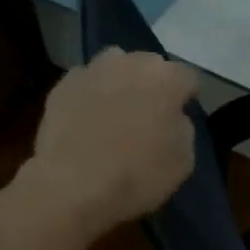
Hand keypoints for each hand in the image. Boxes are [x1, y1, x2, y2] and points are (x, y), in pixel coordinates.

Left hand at [27, 48, 198, 233]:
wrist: (73, 186)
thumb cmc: (138, 175)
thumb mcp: (184, 161)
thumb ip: (183, 128)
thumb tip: (172, 117)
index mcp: (166, 78)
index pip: (188, 78)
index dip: (187, 98)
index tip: (182, 116)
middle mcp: (129, 62)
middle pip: (149, 66)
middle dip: (153, 85)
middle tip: (149, 115)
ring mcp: (92, 70)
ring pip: (115, 68)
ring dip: (120, 84)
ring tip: (116, 113)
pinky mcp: (62, 86)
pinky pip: (86, 85)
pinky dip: (91, 97)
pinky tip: (88, 122)